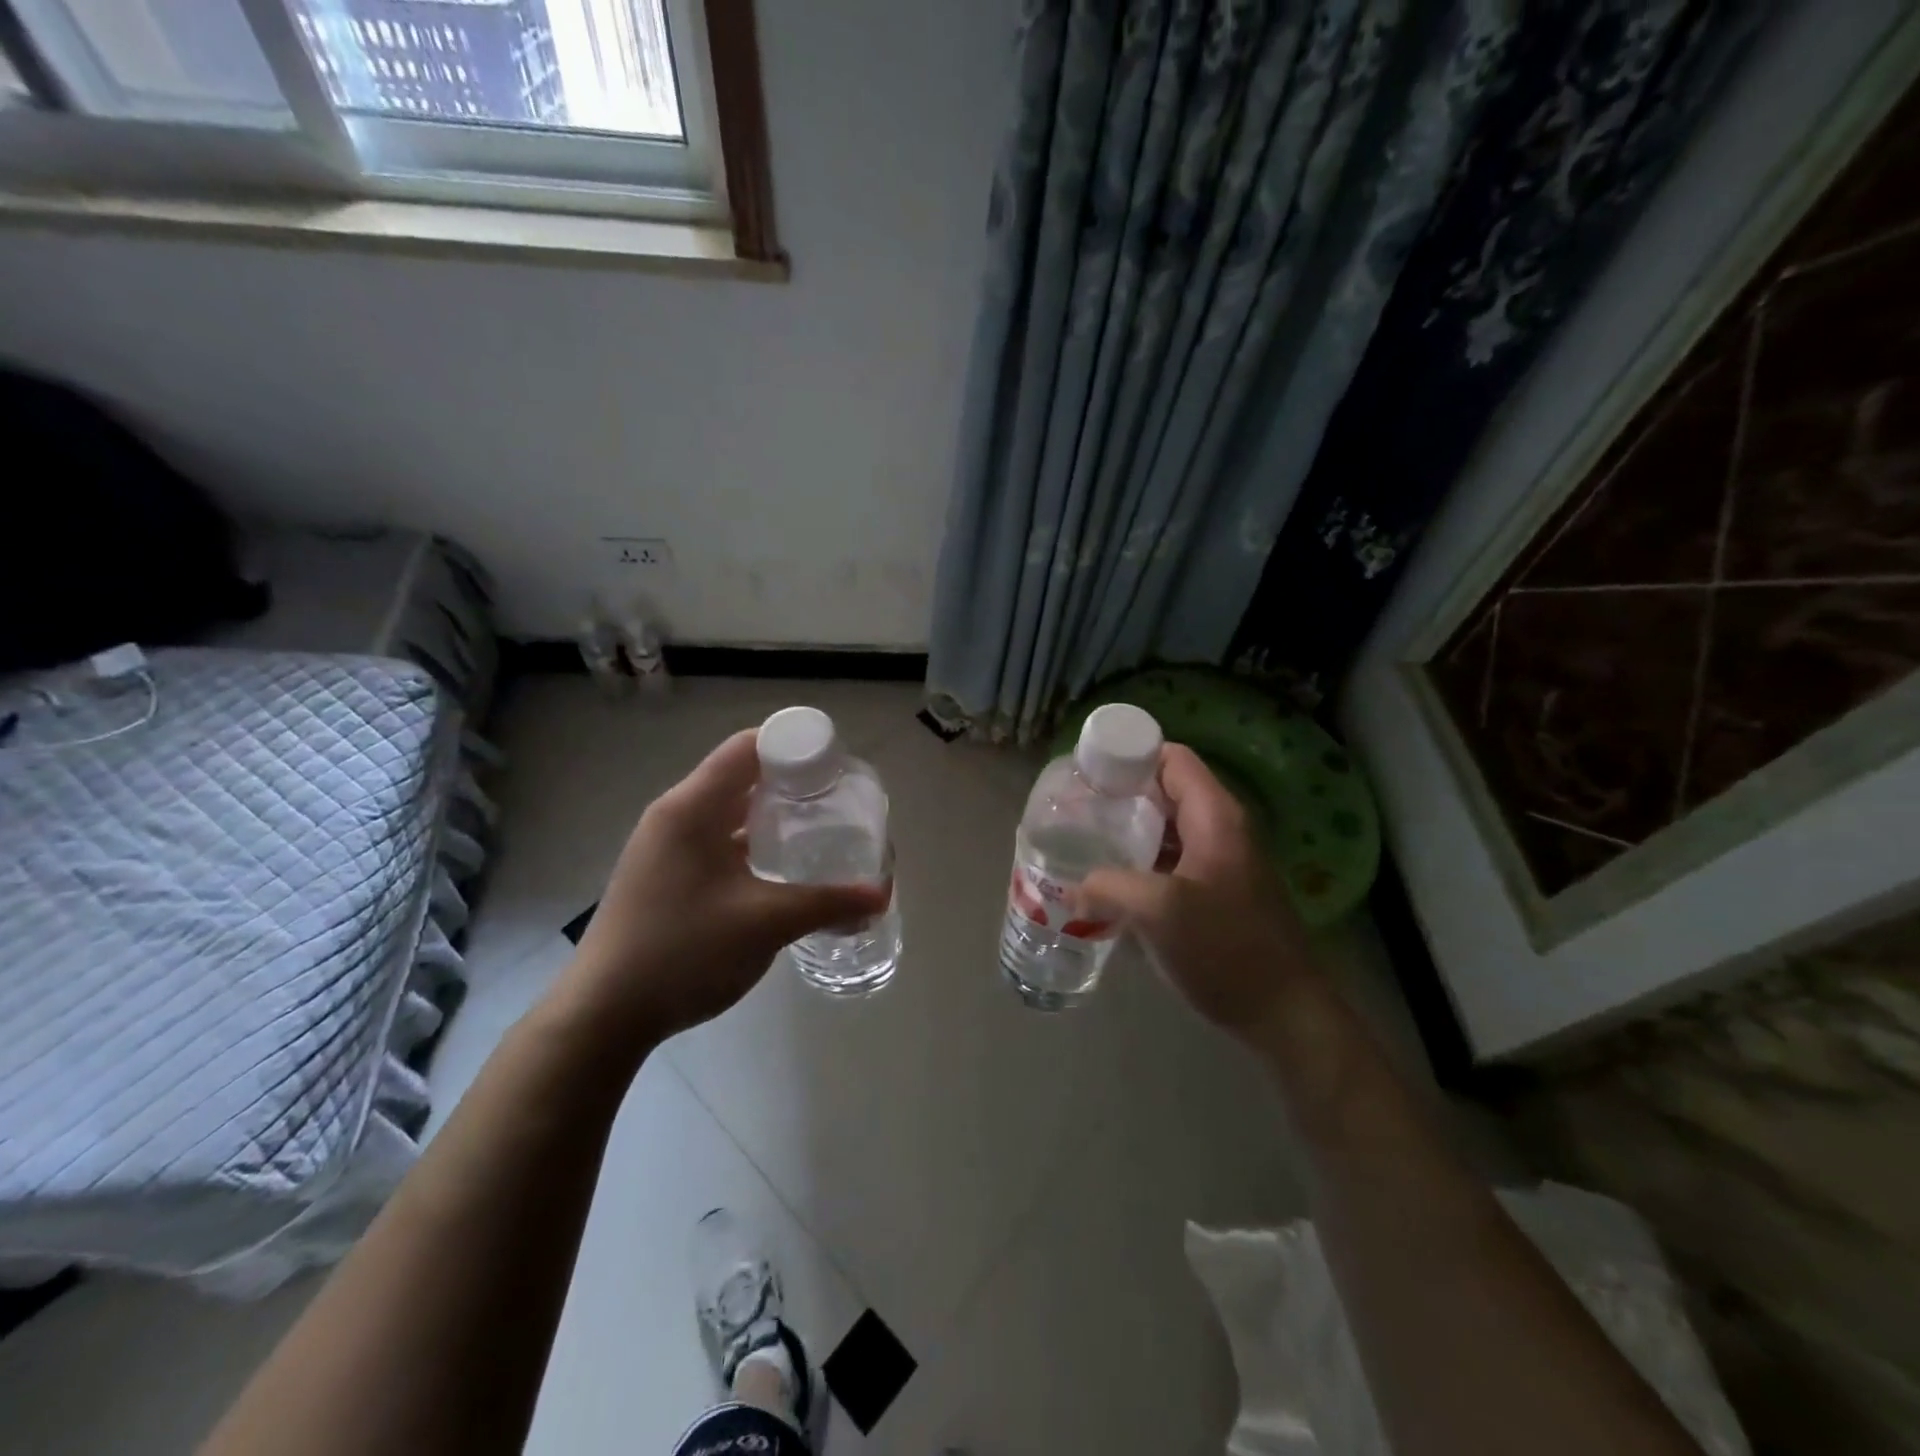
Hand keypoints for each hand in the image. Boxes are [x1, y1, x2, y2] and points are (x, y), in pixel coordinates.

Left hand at [555, 729, 890, 1048]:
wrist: (603, 1015)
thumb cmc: (683, 951)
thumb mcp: (765, 924)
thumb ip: (827, 904)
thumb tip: (881, 896)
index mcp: (692, 808)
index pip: (748, 747)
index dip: (795, 746)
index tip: (836, 765)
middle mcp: (674, 815)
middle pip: (740, 775)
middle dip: (790, 781)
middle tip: (837, 798)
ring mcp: (664, 846)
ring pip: (727, 810)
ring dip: (769, 814)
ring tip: (816, 828)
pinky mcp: (663, 874)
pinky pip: (714, 839)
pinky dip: (749, 841)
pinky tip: (778, 867)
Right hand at [1078, 743, 1316, 1040]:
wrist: (1283, 1012)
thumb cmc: (1226, 948)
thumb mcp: (1160, 911)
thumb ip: (1108, 887)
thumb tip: (1072, 890)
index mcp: (1215, 816)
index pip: (1171, 757)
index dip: (1129, 755)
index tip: (1087, 772)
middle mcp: (1220, 828)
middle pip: (1165, 790)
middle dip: (1120, 794)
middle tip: (1075, 808)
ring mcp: (1220, 861)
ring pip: (1166, 827)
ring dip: (1128, 829)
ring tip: (1083, 840)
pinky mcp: (1216, 892)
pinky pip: (1171, 859)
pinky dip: (1141, 860)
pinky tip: (1111, 881)